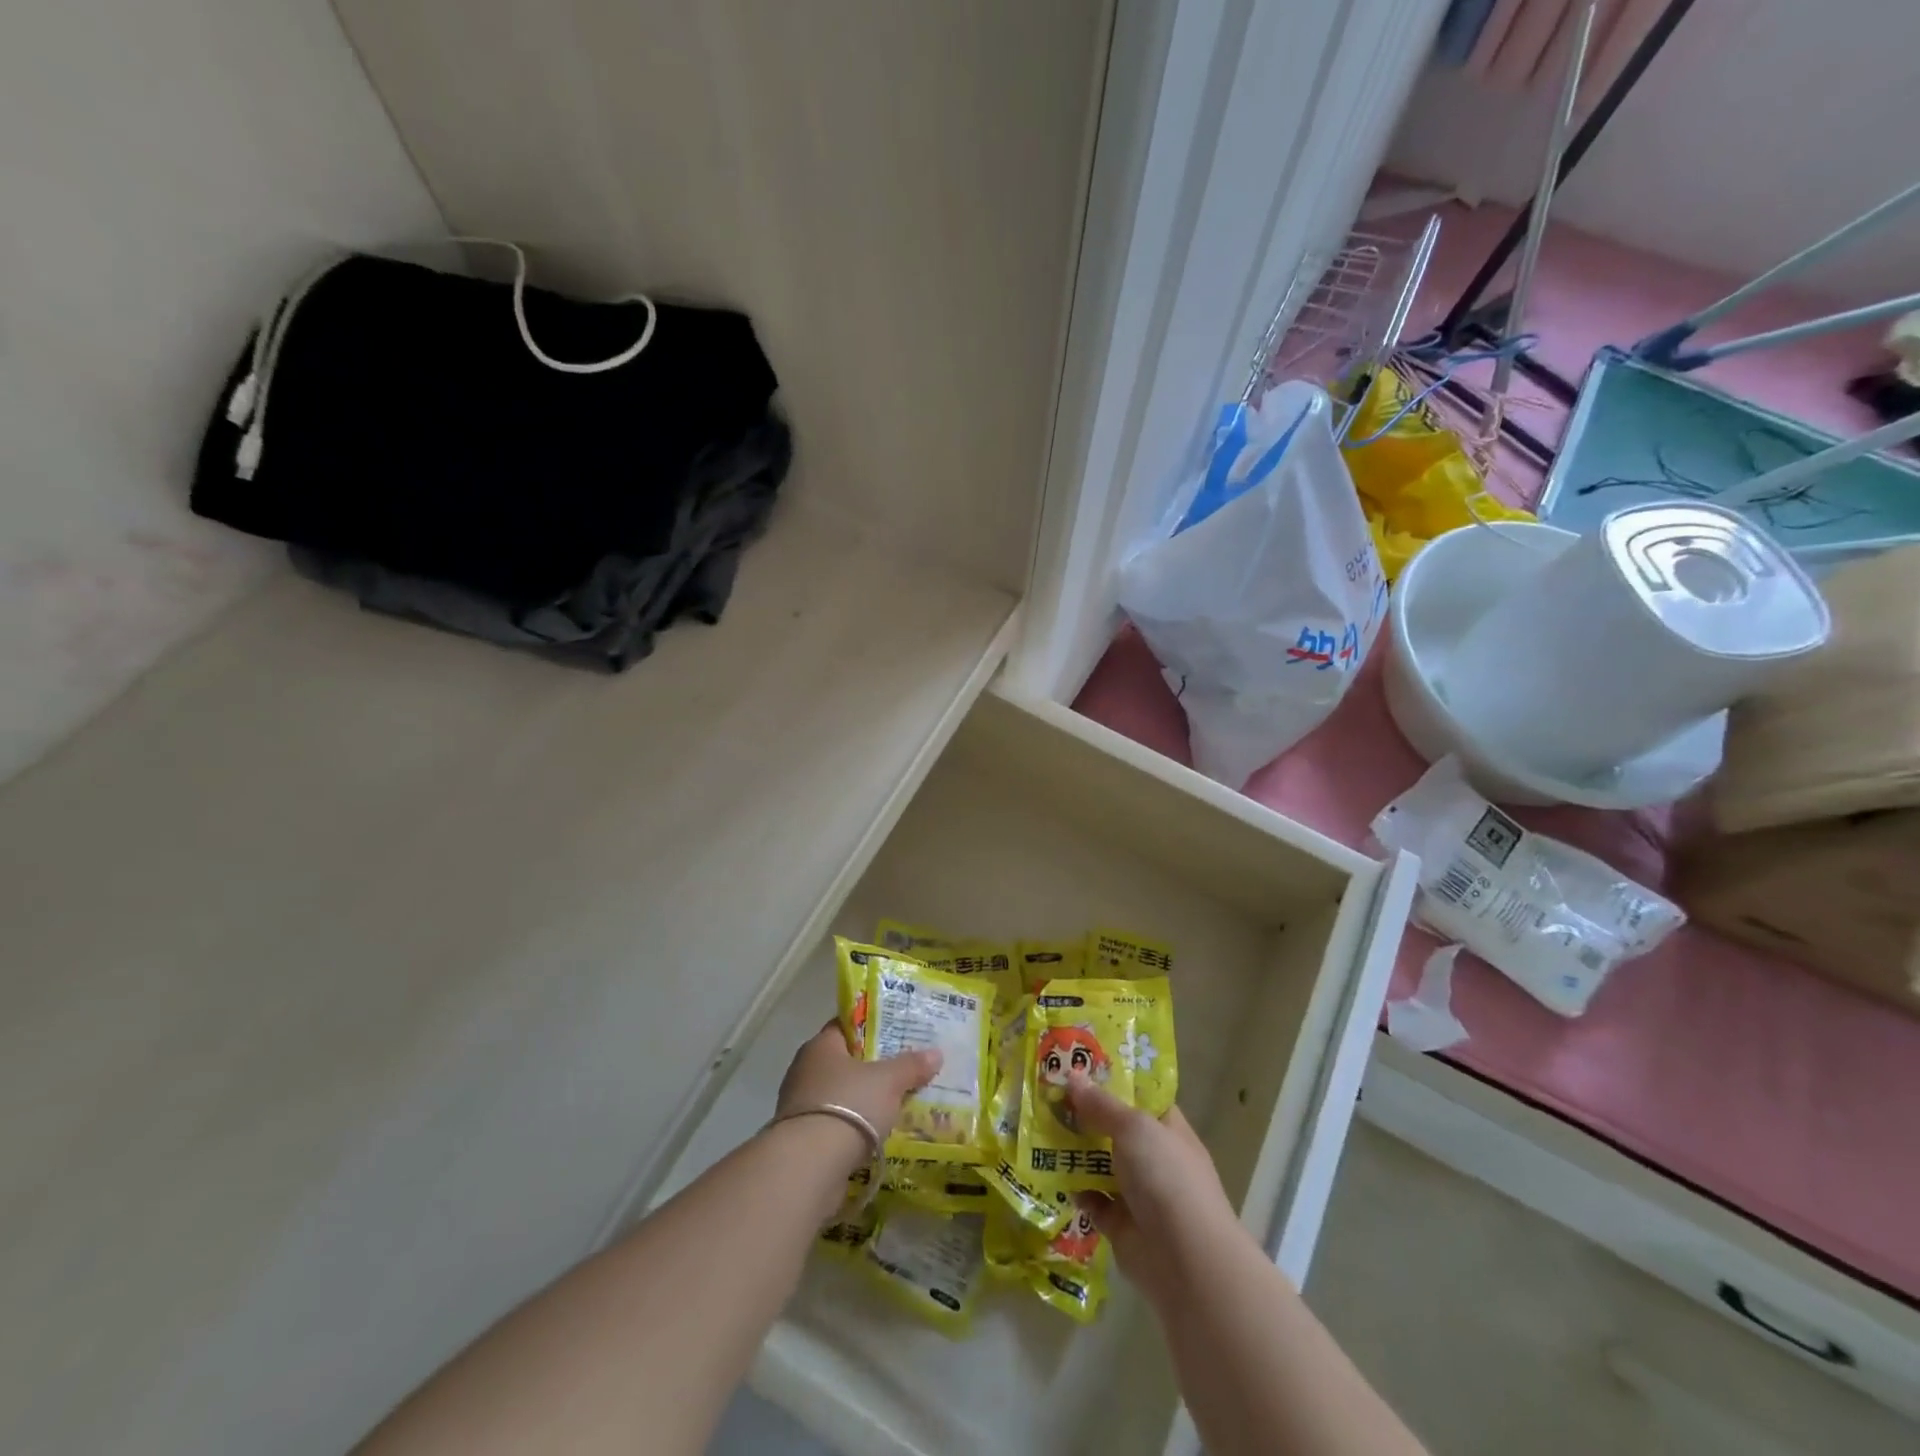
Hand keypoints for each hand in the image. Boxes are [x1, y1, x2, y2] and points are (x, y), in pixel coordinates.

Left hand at [774, 1021, 941, 1175]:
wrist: (809, 1165)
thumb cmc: (849, 1105)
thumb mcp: (888, 1081)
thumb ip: (911, 1065)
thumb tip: (936, 1053)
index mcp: (820, 1045)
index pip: (846, 1026)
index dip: (872, 1028)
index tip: (897, 1034)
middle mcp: (805, 1069)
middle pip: (844, 1061)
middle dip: (871, 1067)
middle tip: (902, 1070)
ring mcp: (800, 1105)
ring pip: (840, 1094)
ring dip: (862, 1100)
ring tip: (894, 1104)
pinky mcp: (801, 1138)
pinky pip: (834, 1123)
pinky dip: (853, 1127)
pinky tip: (875, 1134)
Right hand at [1066, 1074, 1245, 1306]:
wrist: (1186, 1261)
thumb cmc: (1166, 1178)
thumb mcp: (1134, 1127)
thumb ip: (1101, 1104)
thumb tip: (1072, 1078)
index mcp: (1168, 1129)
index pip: (1141, 1096)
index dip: (1113, 1080)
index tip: (1080, 1065)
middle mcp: (1155, 1158)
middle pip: (1115, 1129)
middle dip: (1084, 1114)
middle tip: (1047, 1093)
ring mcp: (1139, 1193)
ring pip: (1100, 1164)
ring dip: (1074, 1151)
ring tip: (1038, 1127)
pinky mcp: (1121, 1225)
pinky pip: (1092, 1200)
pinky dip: (1073, 1189)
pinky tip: (1048, 1172)